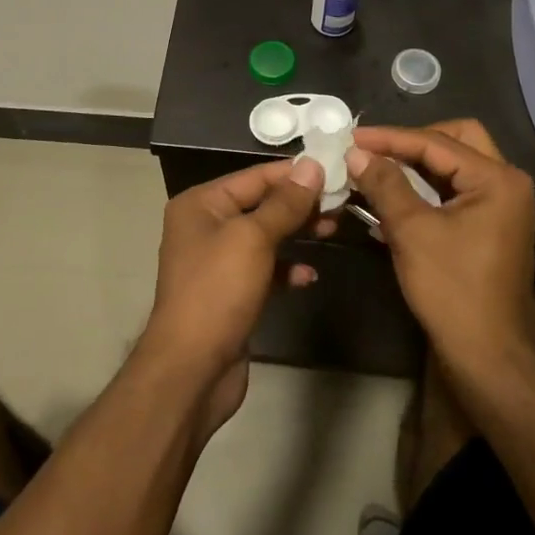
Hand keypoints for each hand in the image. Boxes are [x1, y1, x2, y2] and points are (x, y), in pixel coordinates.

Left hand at [143, 157, 322, 434]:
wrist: (192, 369)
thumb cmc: (218, 291)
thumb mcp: (253, 238)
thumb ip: (285, 203)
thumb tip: (312, 166)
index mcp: (201, 204)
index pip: (254, 176)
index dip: (294, 172)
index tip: (335, 168)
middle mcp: (205, 226)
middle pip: (261, 204)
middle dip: (299, 203)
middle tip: (342, 201)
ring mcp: (217, 261)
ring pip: (265, 236)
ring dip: (298, 232)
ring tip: (334, 228)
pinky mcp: (231, 292)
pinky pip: (264, 269)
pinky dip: (286, 268)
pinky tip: (309, 275)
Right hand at [348, 120, 534, 364]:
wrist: (488, 353)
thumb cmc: (452, 289)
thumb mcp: (412, 231)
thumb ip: (385, 184)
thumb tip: (356, 152)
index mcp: (497, 179)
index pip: (436, 142)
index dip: (390, 138)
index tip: (351, 137)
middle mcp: (506, 183)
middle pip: (456, 140)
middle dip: (412, 142)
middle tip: (376, 150)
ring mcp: (502, 204)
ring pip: (455, 164)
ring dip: (417, 164)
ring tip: (377, 166)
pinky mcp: (491, 223)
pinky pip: (456, 189)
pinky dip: (426, 186)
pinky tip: (394, 192)